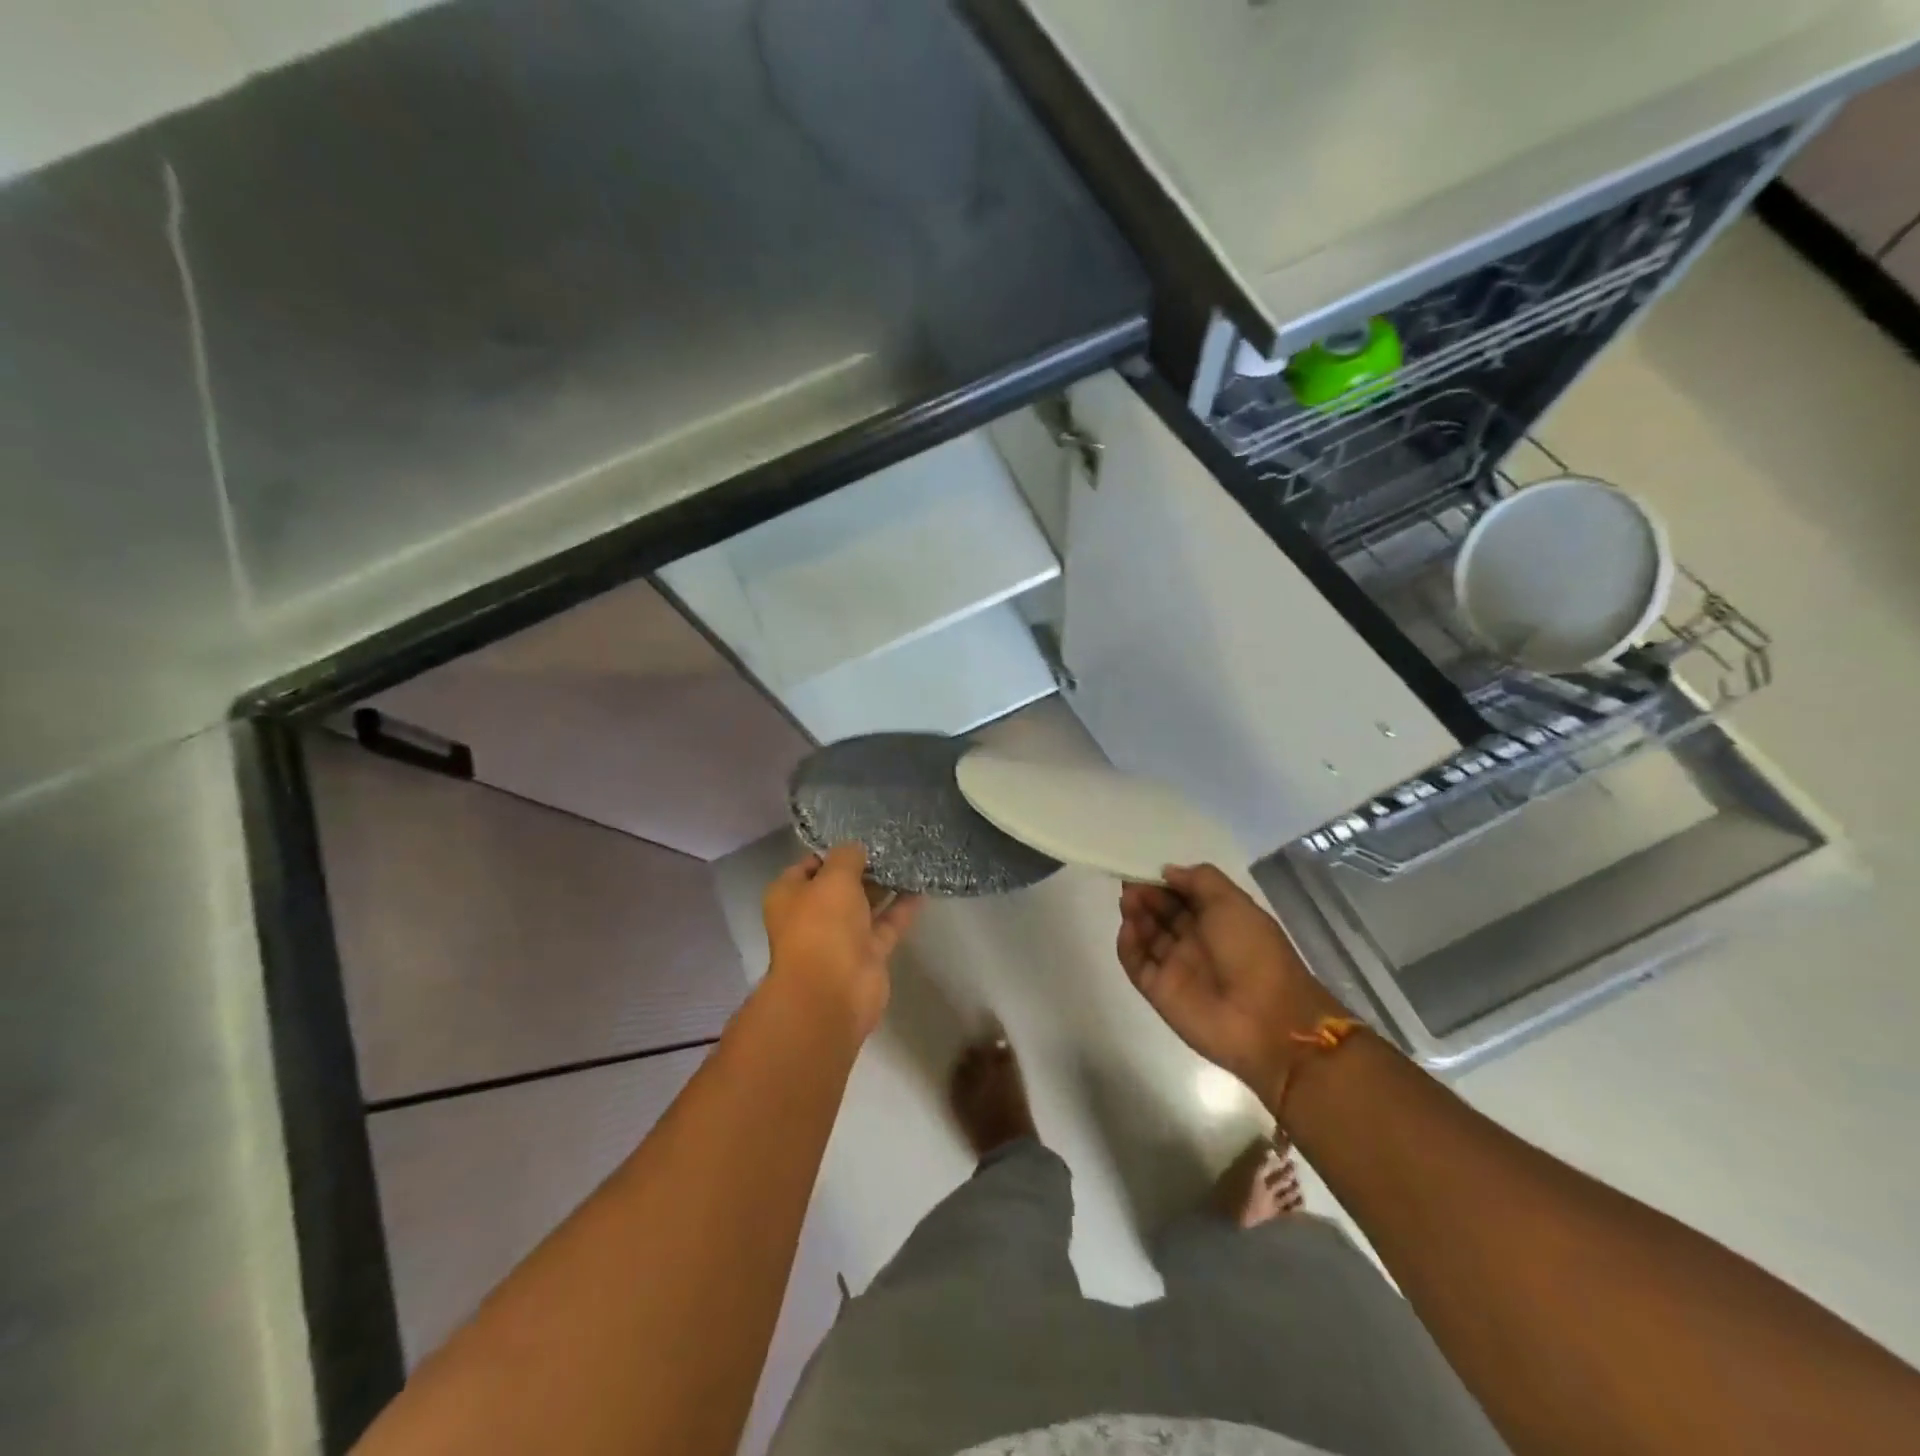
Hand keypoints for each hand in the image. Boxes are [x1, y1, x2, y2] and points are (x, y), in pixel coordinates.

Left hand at [763, 844, 922, 1041]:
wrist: (832, 992)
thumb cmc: (822, 926)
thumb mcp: (833, 878)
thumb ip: (847, 857)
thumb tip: (856, 847)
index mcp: (790, 895)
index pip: (810, 865)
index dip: (834, 850)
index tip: (861, 835)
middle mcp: (813, 915)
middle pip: (840, 885)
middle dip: (864, 867)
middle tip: (893, 843)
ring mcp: (841, 937)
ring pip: (865, 905)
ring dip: (885, 886)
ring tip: (910, 859)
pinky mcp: (868, 954)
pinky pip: (887, 924)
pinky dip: (902, 908)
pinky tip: (922, 887)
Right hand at [1117, 864, 1346, 1104]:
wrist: (1266, 1021)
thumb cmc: (1253, 952)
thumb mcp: (1233, 903)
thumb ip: (1199, 880)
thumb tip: (1167, 872)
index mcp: (1220, 920)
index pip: (1184, 894)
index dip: (1165, 881)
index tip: (1145, 867)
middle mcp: (1196, 941)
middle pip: (1162, 912)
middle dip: (1146, 894)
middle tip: (1130, 883)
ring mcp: (1176, 967)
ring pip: (1147, 934)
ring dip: (1135, 914)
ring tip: (1129, 900)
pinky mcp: (1159, 991)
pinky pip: (1136, 962)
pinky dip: (1128, 944)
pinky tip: (1129, 927)